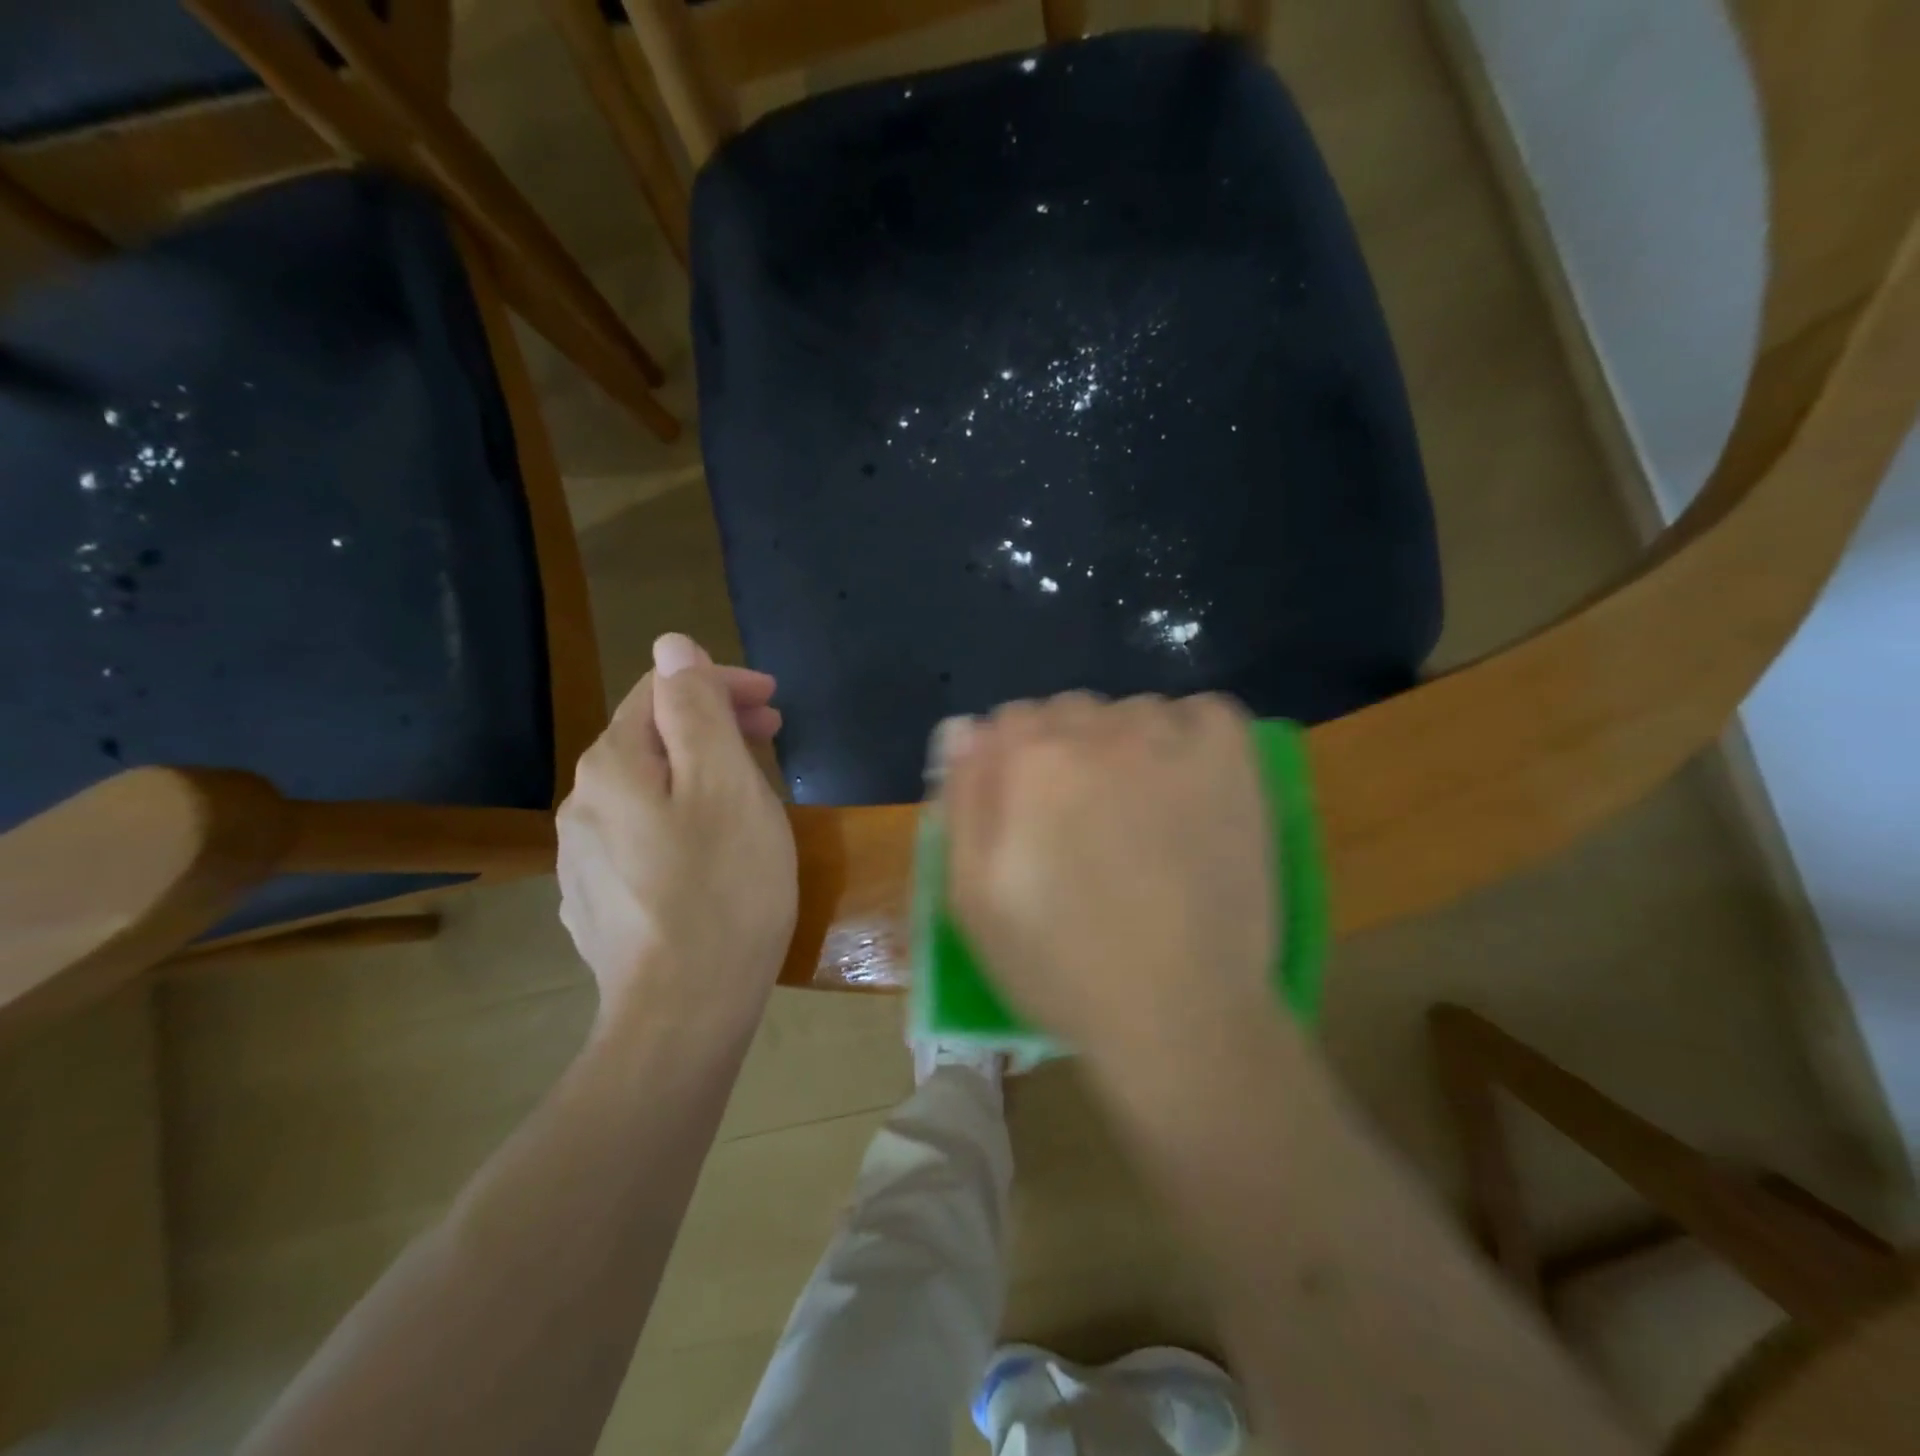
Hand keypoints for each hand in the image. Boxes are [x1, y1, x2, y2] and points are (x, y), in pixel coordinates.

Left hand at [557, 634, 796, 1029]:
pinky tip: (711, 847)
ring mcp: (584, 858)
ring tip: (749, 788)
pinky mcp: (599, 901)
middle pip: (651, 739)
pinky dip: (681, 817)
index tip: (774, 702)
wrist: (682, 1015)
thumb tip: (672, 646)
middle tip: (773, 734)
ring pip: (647, 789)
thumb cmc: (723, 890)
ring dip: (698, 771)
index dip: (719, 683)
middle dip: (712, 724)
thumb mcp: (726, 785)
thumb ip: (696, 710)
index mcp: (612, 766)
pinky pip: (642, 834)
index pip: (661, 692)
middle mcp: (583, 804)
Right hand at [941, 692, 1277, 1064]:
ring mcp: (1171, 741)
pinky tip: (1186, 782)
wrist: (1181, 1014)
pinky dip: (1190, 734)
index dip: (1013, 766)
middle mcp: (1097, 732)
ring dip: (1126, 745)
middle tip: (1083, 820)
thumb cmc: (1060, 965)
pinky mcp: (1232, 760)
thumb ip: (962, 800)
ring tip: (1140, 812)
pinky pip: (1201, 711)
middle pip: (1067, 711)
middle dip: (1064, 752)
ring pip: (1131, 711)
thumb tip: (967, 727)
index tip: (1029, 812)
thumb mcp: (971, 897)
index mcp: (1029, 761)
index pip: (1008, 722)